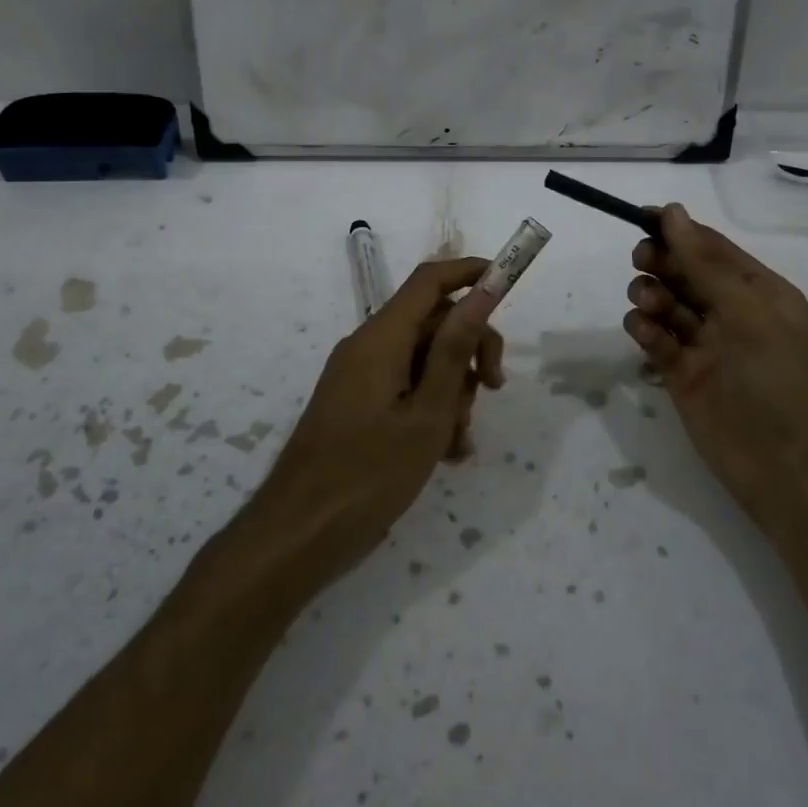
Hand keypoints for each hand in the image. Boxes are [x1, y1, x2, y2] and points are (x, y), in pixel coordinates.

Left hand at [254, 258, 504, 578]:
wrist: (299, 533)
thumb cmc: (368, 474)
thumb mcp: (427, 413)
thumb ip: (455, 350)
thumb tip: (481, 293)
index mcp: (381, 338)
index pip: (430, 280)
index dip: (471, 273)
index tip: (508, 285)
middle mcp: (368, 347)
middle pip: (433, 323)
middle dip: (469, 351)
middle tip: (494, 389)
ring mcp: (360, 377)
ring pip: (423, 361)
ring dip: (453, 391)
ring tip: (460, 441)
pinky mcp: (358, 405)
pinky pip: (405, 390)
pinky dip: (431, 411)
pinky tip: (447, 453)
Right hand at [622, 204, 807, 510]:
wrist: (784, 466)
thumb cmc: (776, 379)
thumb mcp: (747, 311)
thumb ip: (704, 263)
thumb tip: (672, 211)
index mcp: (758, 291)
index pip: (711, 248)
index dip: (677, 230)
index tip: (641, 218)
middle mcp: (730, 312)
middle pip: (683, 272)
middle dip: (660, 262)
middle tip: (643, 261)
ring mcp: (704, 344)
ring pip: (665, 303)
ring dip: (651, 295)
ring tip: (649, 305)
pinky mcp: (680, 373)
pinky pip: (655, 338)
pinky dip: (645, 330)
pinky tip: (646, 333)